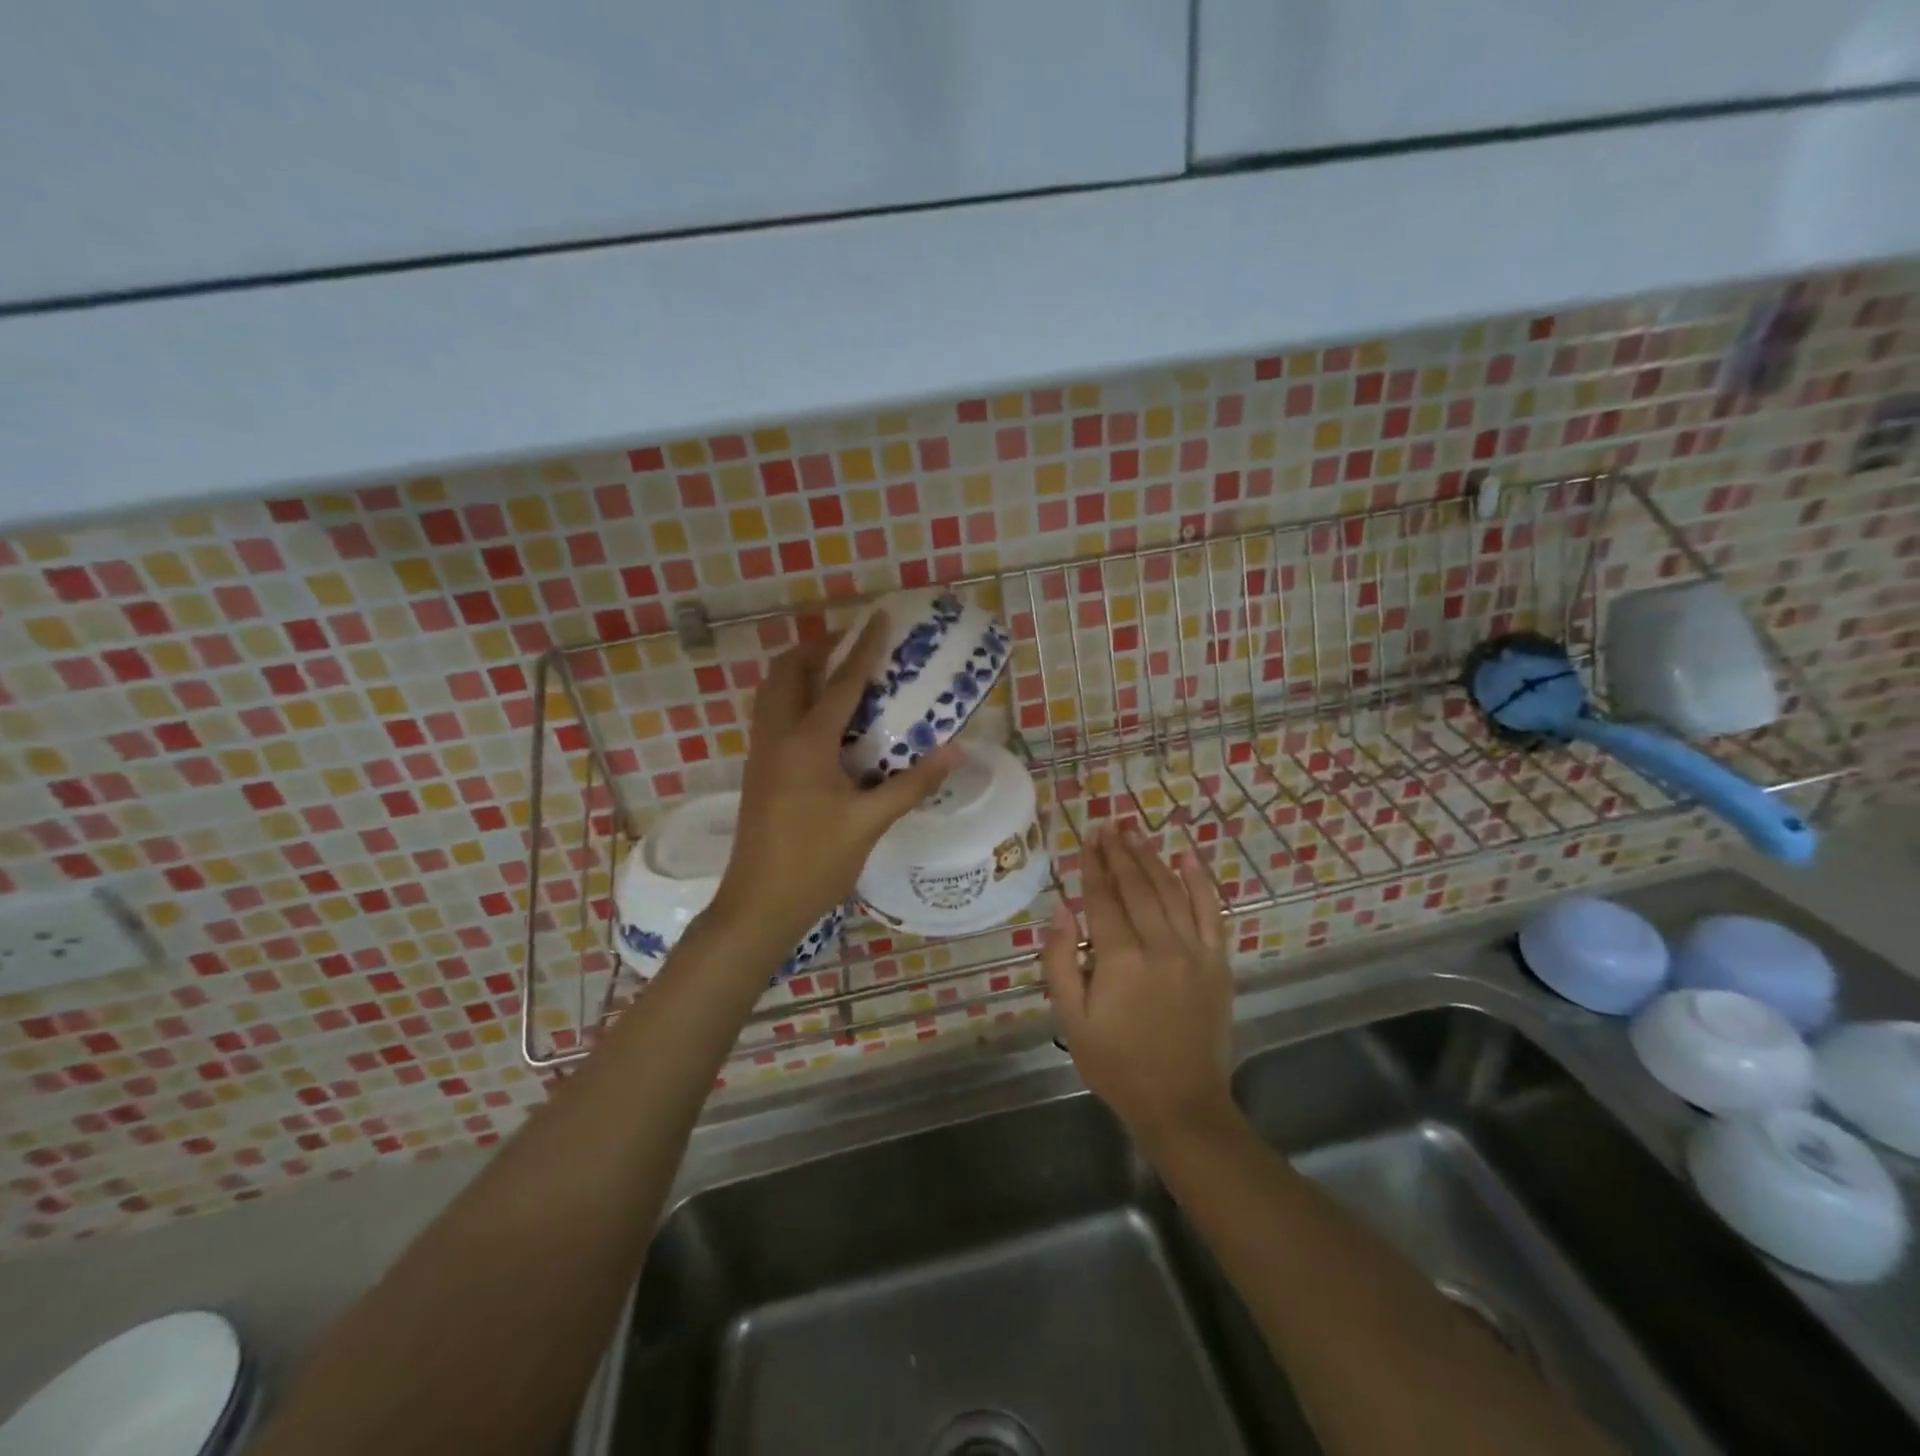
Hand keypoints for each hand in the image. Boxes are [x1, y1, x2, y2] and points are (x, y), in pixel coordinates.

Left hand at [711, 615, 954, 957]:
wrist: (758, 904)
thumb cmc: (815, 863)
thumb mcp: (869, 823)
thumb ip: (911, 784)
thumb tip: (954, 752)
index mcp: (806, 743)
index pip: (840, 683)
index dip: (864, 648)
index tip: (880, 616)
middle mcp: (777, 736)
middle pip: (789, 672)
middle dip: (818, 648)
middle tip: (852, 643)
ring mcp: (761, 753)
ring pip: (772, 691)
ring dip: (800, 670)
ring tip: (835, 670)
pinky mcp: (757, 771)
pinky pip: (771, 714)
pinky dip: (792, 697)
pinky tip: (820, 718)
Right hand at [1041, 825, 1235, 1151]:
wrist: (1181, 1104)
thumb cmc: (1117, 1064)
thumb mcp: (1072, 1020)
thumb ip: (1060, 962)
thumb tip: (1060, 909)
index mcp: (1120, 960)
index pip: (1103, 899)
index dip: (1092, 867)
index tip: (1086, 840)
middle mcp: (1160, 945)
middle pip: (1137, 887)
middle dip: (1119, 853)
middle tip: (1108, 826)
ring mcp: (1194, 951)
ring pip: (1170, 892)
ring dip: (1151, 859)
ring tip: (1135, 834)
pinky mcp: (1218, 962)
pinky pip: (1211, 912)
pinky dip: (1199, 882)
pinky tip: (1188, 857)